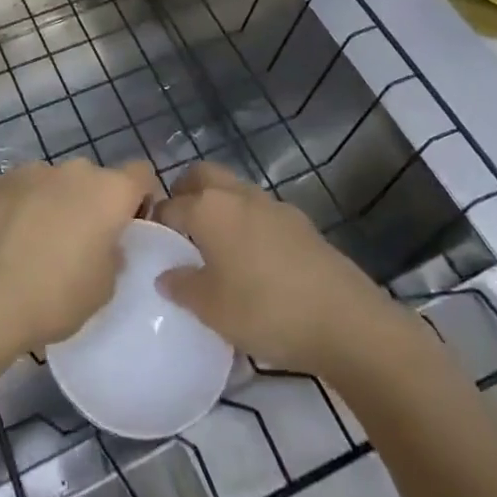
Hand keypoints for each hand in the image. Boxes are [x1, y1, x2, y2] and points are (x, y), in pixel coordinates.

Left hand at [0, 158, 153, 357]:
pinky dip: (23, 207)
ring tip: (39, 244)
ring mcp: (32, 170)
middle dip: (93, 204)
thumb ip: (113, 256)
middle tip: (83, 243)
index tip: (132, 227)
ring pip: (56, 183)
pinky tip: (9, 241)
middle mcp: (73, 170)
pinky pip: (23, 190)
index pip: (142, 174)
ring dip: (56, 204)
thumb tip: (104, 244)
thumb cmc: (55, 295)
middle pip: (95, 179)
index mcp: (109, 191)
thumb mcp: (103, 289)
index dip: (141, 198)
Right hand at [155, 162, 425, 376]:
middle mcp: (237, 195)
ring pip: (233, 189)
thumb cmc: (266, 310)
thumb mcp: (212, 309)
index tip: (151, 242)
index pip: (169, 205)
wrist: (345, 320)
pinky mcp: (300, 222)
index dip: (156, 221)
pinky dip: (246, 222)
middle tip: (180, 229)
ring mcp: (272, 205)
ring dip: (218, 205)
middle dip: (185, 193)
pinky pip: (259, 211)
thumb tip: (165, 275)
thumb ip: (182, 287)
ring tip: (214, 246)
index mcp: (208, 208)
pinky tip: (252, 259)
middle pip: (201, 176)